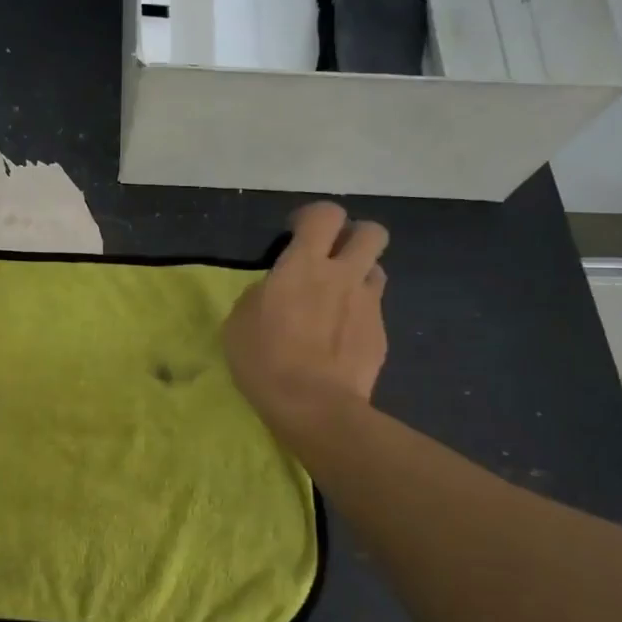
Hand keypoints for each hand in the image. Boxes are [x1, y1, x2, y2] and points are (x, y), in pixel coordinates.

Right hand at [224, 202, 388, 437]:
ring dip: (360, 275)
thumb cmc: (264, 359)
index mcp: (304, 265)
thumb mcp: (240, 320)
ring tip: (339, 297)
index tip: (296, 233)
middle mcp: (343, 276)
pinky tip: (341, 339)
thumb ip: (262, 293)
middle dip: (354, 236)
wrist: (314, 407)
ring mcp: (368, 305)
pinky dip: (359, 315)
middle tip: (331, 256)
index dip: (313, 217)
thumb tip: (275, 290)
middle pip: (371, 232)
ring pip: (378, 269)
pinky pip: (374, 310)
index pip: (325, 215)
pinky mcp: (381, 335)